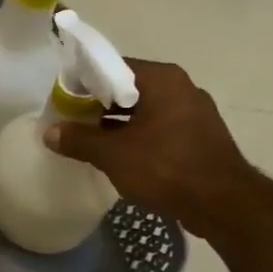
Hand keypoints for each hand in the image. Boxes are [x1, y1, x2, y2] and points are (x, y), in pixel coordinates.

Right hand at [45, 59, 252, 237]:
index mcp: (161, 79)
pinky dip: (138, 135)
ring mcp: (194, 111)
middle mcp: (181, 87)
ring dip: (117, 123)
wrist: (222, 204)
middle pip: (128, 88)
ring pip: (144, 110)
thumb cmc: (165, 167)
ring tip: (91, 141)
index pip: (112, 67)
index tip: (64, 101)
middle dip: (98, 105)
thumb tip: (50, 132)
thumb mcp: (112, 154)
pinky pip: (159, 127)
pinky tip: (120, 155)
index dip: (83, 83)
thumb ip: (78, 139)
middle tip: (72, 122)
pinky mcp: (200, 136)